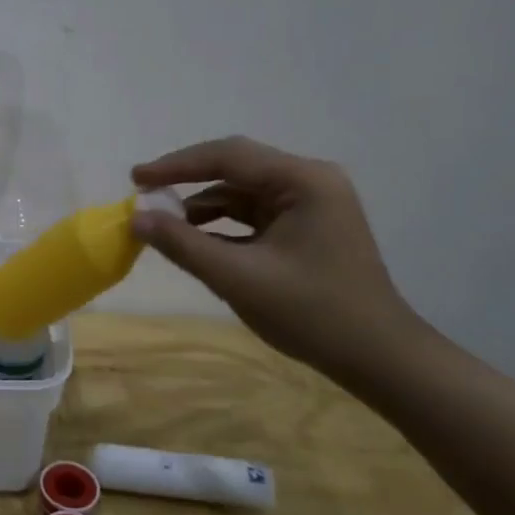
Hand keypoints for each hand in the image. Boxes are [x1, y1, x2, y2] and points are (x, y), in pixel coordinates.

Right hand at [131, 136, 421, 381]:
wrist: (379, 358)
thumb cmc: (312, 314)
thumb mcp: (238, 278)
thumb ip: (183, 244)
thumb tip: (136, 218)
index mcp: (303, 181)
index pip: (228, 156)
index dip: (176, 165)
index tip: (136, 179)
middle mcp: (310, 181)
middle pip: (236, 168)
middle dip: (188, 181)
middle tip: (145, 193)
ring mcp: (312, 204)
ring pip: (244, 192)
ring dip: (204, 206)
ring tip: (165, 225)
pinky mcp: (308, 227)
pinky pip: (255, 214)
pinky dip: (224, 224)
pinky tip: (197, 241)